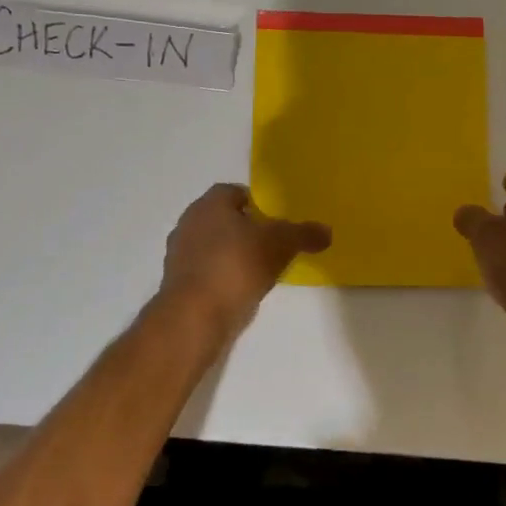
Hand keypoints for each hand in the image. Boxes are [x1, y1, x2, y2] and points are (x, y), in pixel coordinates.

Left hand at [160, 183, 331, 340]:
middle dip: (244, 229)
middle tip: (270, 244)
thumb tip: (326, 231)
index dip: (255, 203)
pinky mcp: (178, 283)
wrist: (196, 314)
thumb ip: (304, 234)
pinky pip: (206, 272)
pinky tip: (240, 291)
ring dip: (232, 254)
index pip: (233, 192)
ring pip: (212, 246)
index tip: (274, 220)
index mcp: (210, 204)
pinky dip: (222, 277)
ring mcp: (179, 254)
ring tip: (258, 271)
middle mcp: (189, 222)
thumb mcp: (281, 245)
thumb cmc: (238, 265)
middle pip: (221, 219)